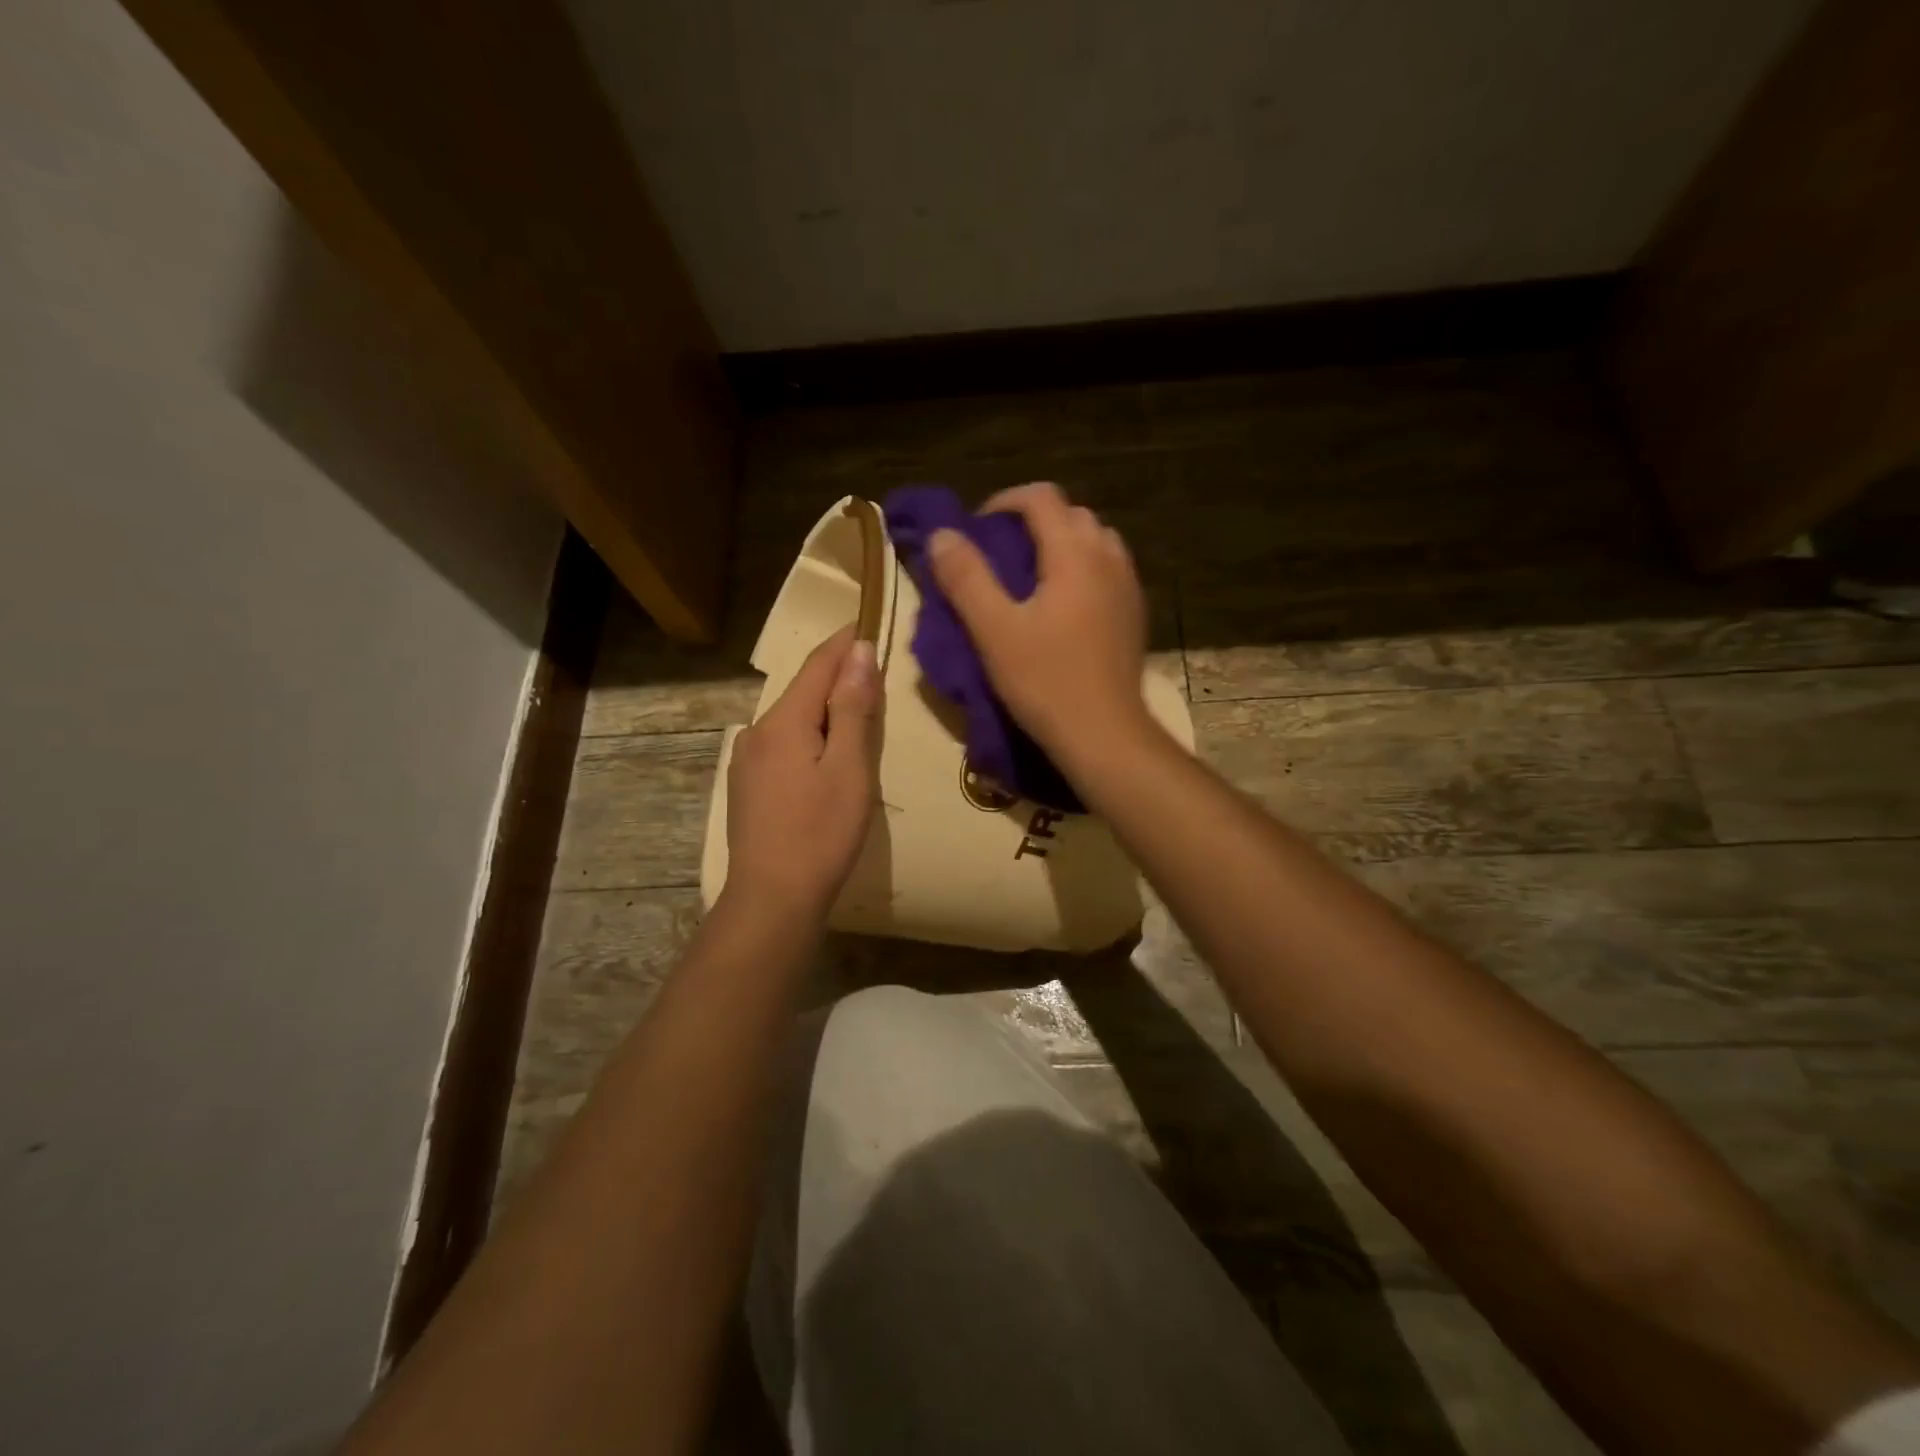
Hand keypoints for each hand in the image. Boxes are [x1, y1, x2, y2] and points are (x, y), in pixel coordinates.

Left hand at [723, 625, 879, 918]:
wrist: (772, 899)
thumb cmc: (821, 832)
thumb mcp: (849, 768)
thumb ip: (853, 708)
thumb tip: (859, 652)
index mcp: (783, 721)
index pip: (818, 664)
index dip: (846, 641)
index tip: (871, 622)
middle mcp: (757, 731)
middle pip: (803, 690)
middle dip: (838, 677)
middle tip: (877, 672)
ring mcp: (746, 760)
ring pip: (793, 719)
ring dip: (825, 709)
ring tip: (859, 714)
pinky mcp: (747, 786)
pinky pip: (783, 744)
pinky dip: (810, 736)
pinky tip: (826, 754)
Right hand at [928, 481, 1151, 760]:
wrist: (1105, 734)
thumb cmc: (1046, 681)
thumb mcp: (994, 631)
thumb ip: (966, 578)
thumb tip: (942, 534)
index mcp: (1074, 553)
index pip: (1041, 497)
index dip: (1004, 501)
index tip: (978, 529)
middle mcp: (1108, 558)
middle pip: (1071, 514)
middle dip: (1033, 521)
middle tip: (1000, 553)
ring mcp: (1128, 586)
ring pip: (1094, 541)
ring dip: (1061, 544)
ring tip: (1031, 577)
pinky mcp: (1134, 614)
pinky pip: (1108, 570)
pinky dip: (1081, 569)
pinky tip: (1062, 606)